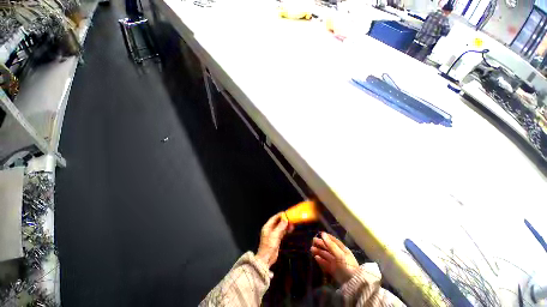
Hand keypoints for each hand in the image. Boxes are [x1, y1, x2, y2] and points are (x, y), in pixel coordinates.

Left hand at [256, 212, 293, 267]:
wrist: (266, 259)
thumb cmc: (269, 246)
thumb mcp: (275, 235)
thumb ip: (280, 227)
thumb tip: (285, 220)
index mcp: (267, 227)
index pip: (274, 218)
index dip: (280, 215)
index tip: (286, 213)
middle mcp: (270, 229)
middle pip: (277, 222)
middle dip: (284, 220)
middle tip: (290, 218)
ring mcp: (273, 234)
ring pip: (280, 227)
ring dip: (285, 225)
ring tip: (292, 223)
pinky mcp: (276, 239)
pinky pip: (282, 232)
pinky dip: (286, 230)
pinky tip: (290, 229)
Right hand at [311, 232, 358, 283]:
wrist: (353, 283)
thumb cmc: (347, 265)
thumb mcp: (340, 254)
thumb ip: (330, 245)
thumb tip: (322, 234)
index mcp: (343, 249)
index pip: (334, 241)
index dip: (327, 237)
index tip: (320, 233)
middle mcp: (339, 255)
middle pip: (329, 247)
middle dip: (321, 244)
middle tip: (313, 241)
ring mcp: (336, 263)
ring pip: (326, 255)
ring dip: (319, 251)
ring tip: (312, 249)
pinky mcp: (333, 270)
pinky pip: (326, 263)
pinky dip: (321, 260)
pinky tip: (316, 257)